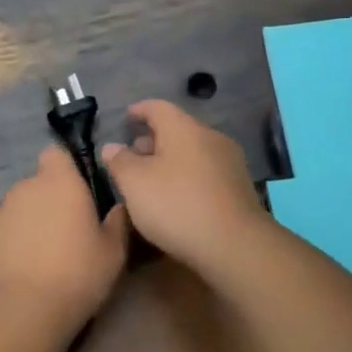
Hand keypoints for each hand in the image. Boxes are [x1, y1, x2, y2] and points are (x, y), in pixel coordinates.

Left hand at [0, 146, 129, 317]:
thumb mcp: (113, 252)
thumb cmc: (77, 273)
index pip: (56, 153)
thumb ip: (116, 222)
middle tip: (65, 234)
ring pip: (16, 212)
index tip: (77, 191)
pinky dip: (8, 250)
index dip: (65, 168)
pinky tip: (18, 277)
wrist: (22, 311)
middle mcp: (24, 189)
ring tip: (41, 260)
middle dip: (48, 202)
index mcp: (59, 182)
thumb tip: (117, 207)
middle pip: (37, 186)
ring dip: (27, 226)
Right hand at [100, 100, 268, 274]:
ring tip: (151, 180)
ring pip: (193, 152)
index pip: (158, 107)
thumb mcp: (135, 184)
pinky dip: (188, 176)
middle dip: (153, 140)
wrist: (235, 245)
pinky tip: (177, 197)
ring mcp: (229, 162)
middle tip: (133, 156)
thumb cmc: (177, 205)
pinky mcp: (239, 187)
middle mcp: (210, 137)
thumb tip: (112, 146)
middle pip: (177, 129)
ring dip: (171, 160)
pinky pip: (206, 171)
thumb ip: (120, 161)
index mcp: (184, 128)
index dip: (139, 110)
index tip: (126, 117)